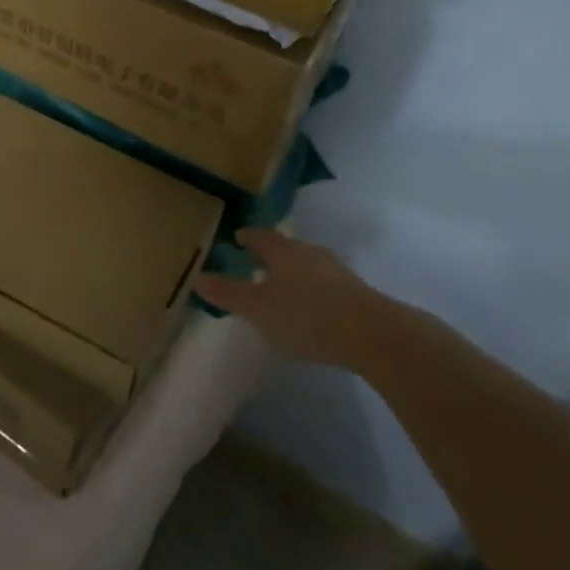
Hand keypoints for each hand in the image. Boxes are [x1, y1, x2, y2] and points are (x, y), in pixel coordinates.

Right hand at [194, 228, 390, 368]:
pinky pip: (324, 283)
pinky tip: (310, 309)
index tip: (237, 239)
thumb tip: (197, 277)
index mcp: (282, 250)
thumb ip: (228, 294)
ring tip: (282, 290)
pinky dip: (312, 290)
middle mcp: (308, 251)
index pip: (259, 235)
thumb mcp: (257, 309)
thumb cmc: (305, 316)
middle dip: (270, 256)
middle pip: (285, 248)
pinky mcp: (354, 290)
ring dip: (293, 273)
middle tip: (255, 266)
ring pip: (306, 264)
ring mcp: (335, 269)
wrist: (371, 334)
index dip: (246, 237)